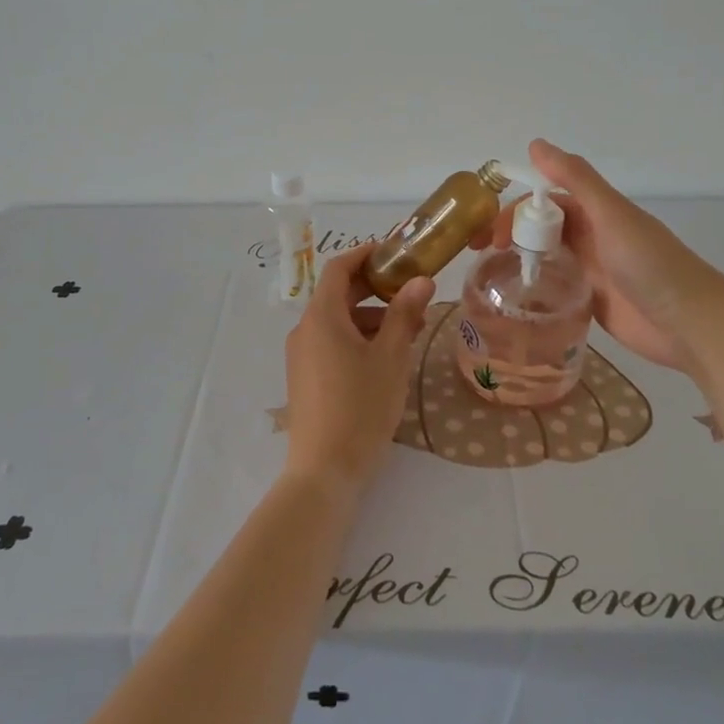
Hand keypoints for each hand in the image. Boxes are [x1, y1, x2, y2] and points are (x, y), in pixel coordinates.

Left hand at [282, 244, 434, 498]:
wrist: (324, 470)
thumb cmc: (361, 407)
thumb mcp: (391, 358)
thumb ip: (404, 314)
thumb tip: (422, 280)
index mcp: (321, 317)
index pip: (339, 268)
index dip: (366, 255)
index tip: (395, 253)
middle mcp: (305, 329)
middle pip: (337, 294)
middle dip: (374, 289)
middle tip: (410, 292)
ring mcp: (301, 355)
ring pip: (337, 321)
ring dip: (369, 317)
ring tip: (407, 331)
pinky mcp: (304, 377)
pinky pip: (330, 342)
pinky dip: (357, 338)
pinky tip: (385, 357)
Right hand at [492, 139, 723, 376]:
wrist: (690, 324)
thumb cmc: (650, 264)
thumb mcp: (611, 215)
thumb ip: (576, 179)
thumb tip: (535, 144)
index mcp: (595, 211)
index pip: (543, 201)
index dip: (514, 211)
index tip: (489, 233)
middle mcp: (591, 236)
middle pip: (540, 227)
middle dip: (510, 234)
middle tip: (481, 255)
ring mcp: (591, 269)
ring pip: (545, 255)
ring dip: (519, 259)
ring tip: (489, 277)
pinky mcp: (591, 299)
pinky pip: (555, 286)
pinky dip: (535, 286)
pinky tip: (515, 298)